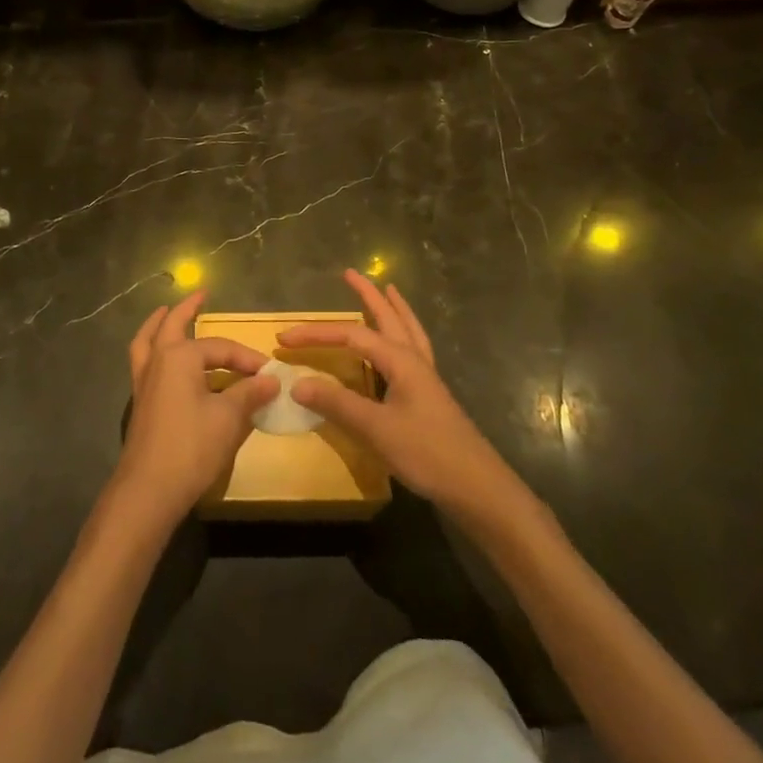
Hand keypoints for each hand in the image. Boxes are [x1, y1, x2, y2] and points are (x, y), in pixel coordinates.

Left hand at [115, 293, 278, 527]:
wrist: (148, 489)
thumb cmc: (191, 447)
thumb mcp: (228, 419)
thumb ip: (249, 394)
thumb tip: (271, 380)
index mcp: (179, 356)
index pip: (220, 348)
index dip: (247, 358)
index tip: (270, 373)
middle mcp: (158, 360)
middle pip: (171, 325)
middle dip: (187, 309)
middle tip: (200, 295)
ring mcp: (144, 382)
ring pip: (148, 341)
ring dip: (159, 325)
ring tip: (166, 314)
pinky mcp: (140, 403)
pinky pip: (144, 362)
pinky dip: (153, 350)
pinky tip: (164, 360)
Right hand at [278, 271, 519, 518]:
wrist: (478, 489)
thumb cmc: (427, 453)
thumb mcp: (376, 430)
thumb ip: (337, 404)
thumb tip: (296, 383)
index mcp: (401, 361)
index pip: (351, 336)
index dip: (316, 334)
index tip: (284, 338)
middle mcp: (415, 361)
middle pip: (389, 318)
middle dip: (368, 295)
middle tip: (350, 273)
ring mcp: (426, 379)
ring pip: (408, 331)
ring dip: (393, 309)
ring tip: (388, 291)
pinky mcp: (431, 396)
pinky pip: (414, 351)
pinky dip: (405, 335)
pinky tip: (401, 344)